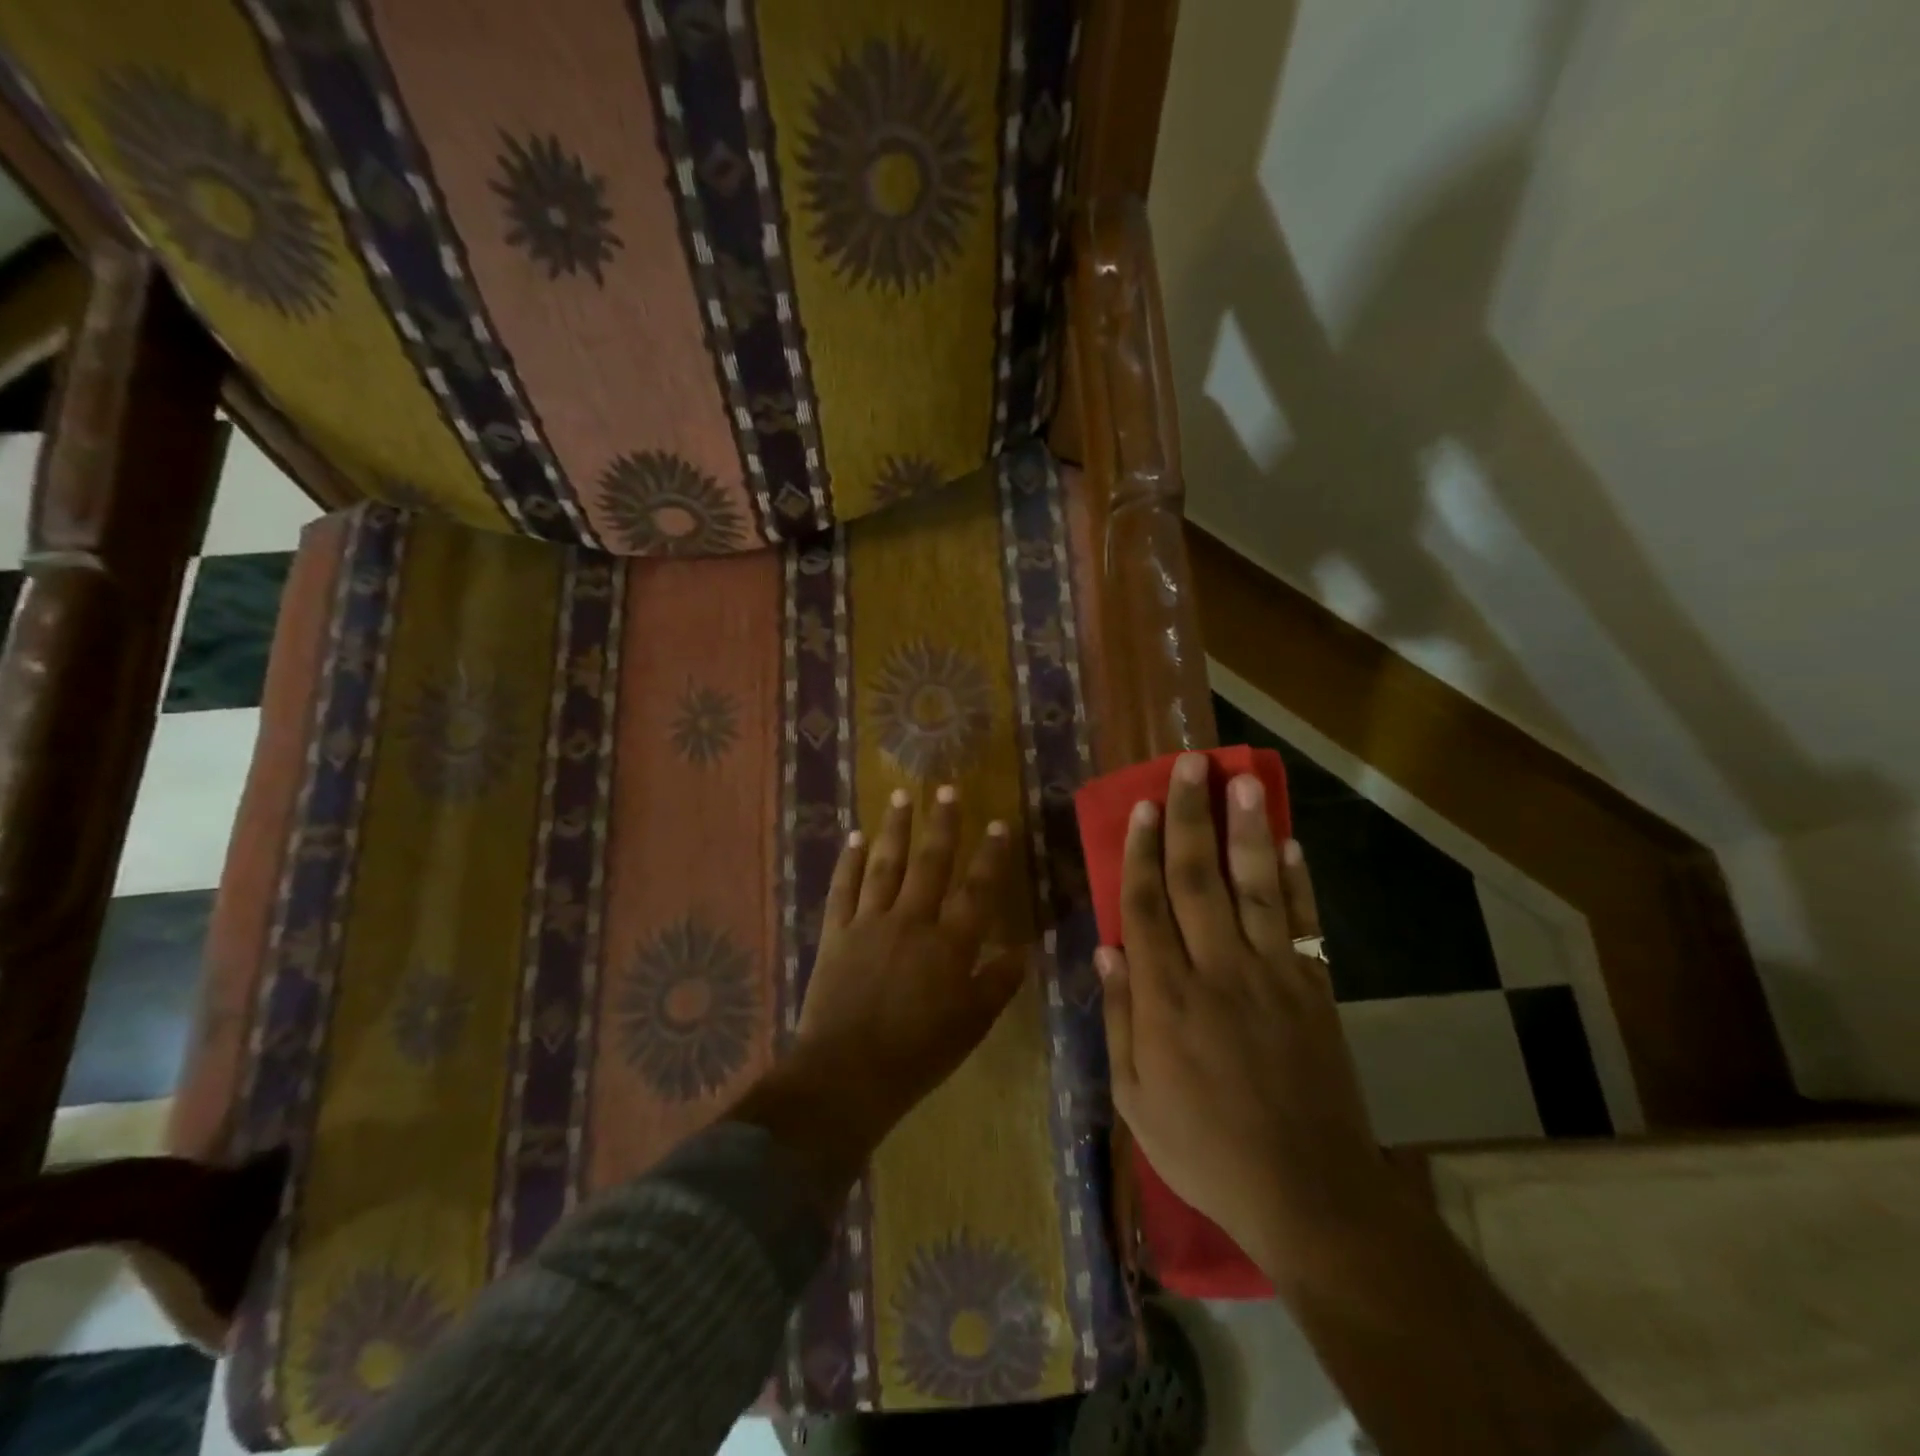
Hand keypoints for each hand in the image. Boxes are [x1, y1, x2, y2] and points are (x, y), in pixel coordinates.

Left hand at [787, 786, 1026, 1145]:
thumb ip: (998, 983)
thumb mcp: (971, 1025)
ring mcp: (869, 922)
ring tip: (901, 796)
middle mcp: (911, 921)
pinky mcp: (835, 932)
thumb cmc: (918, 1055)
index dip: (991, 855)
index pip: (977, 890)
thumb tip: (1024, 950)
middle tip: (947, 789)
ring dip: (895, 828)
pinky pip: (842, 888)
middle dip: (942, 824)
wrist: (847, 1074)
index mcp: (949, 944)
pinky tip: (854, 837)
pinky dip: (848, 861)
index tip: (999, 823)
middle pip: (930, 863)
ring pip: (885, 864)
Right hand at [1098, 752, 1387, 1280]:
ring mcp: (1271, 976)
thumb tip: (1106, 952)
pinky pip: (1304, 924)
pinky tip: (1289, 842)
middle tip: (1188, 767)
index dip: (1142, 851)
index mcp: (1165, 998)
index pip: (1146, 906)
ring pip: (1255, 887)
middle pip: (1198, 879)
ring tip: (1243, 780)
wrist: (1304, 1190)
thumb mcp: (1134, 1098)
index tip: (1143, 807)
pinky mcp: (1313, 989)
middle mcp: (1216, 970)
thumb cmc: (1203, 1148)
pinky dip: (1297, 880)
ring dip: (1246, 830)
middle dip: (1190, 818)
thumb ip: (1118, 1019)